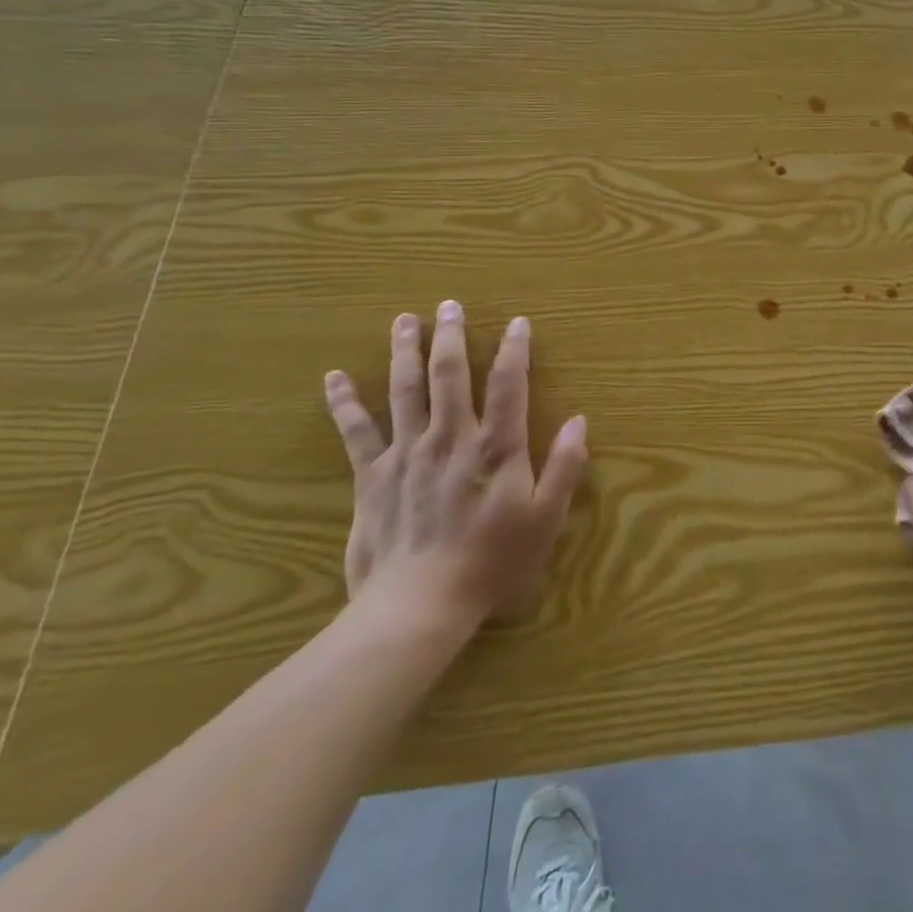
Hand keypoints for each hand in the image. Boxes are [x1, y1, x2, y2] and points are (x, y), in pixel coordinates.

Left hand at [323, 300, 587, 647]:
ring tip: (404, 320)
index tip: (517, 322)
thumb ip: (564, 467)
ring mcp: (407, 453)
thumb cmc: (492, 563)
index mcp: (496, 447)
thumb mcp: (545, 519)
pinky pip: (356, 432)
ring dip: (405, 351)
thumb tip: (578, 420)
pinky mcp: (372, 476)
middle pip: (450, 375)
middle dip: (451, 336)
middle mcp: (451, 437)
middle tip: (449, 305)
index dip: (514, 350)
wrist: (419, 606)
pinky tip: (333, 377)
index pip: (509, 384)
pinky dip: (344, 403)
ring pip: (405, 390)